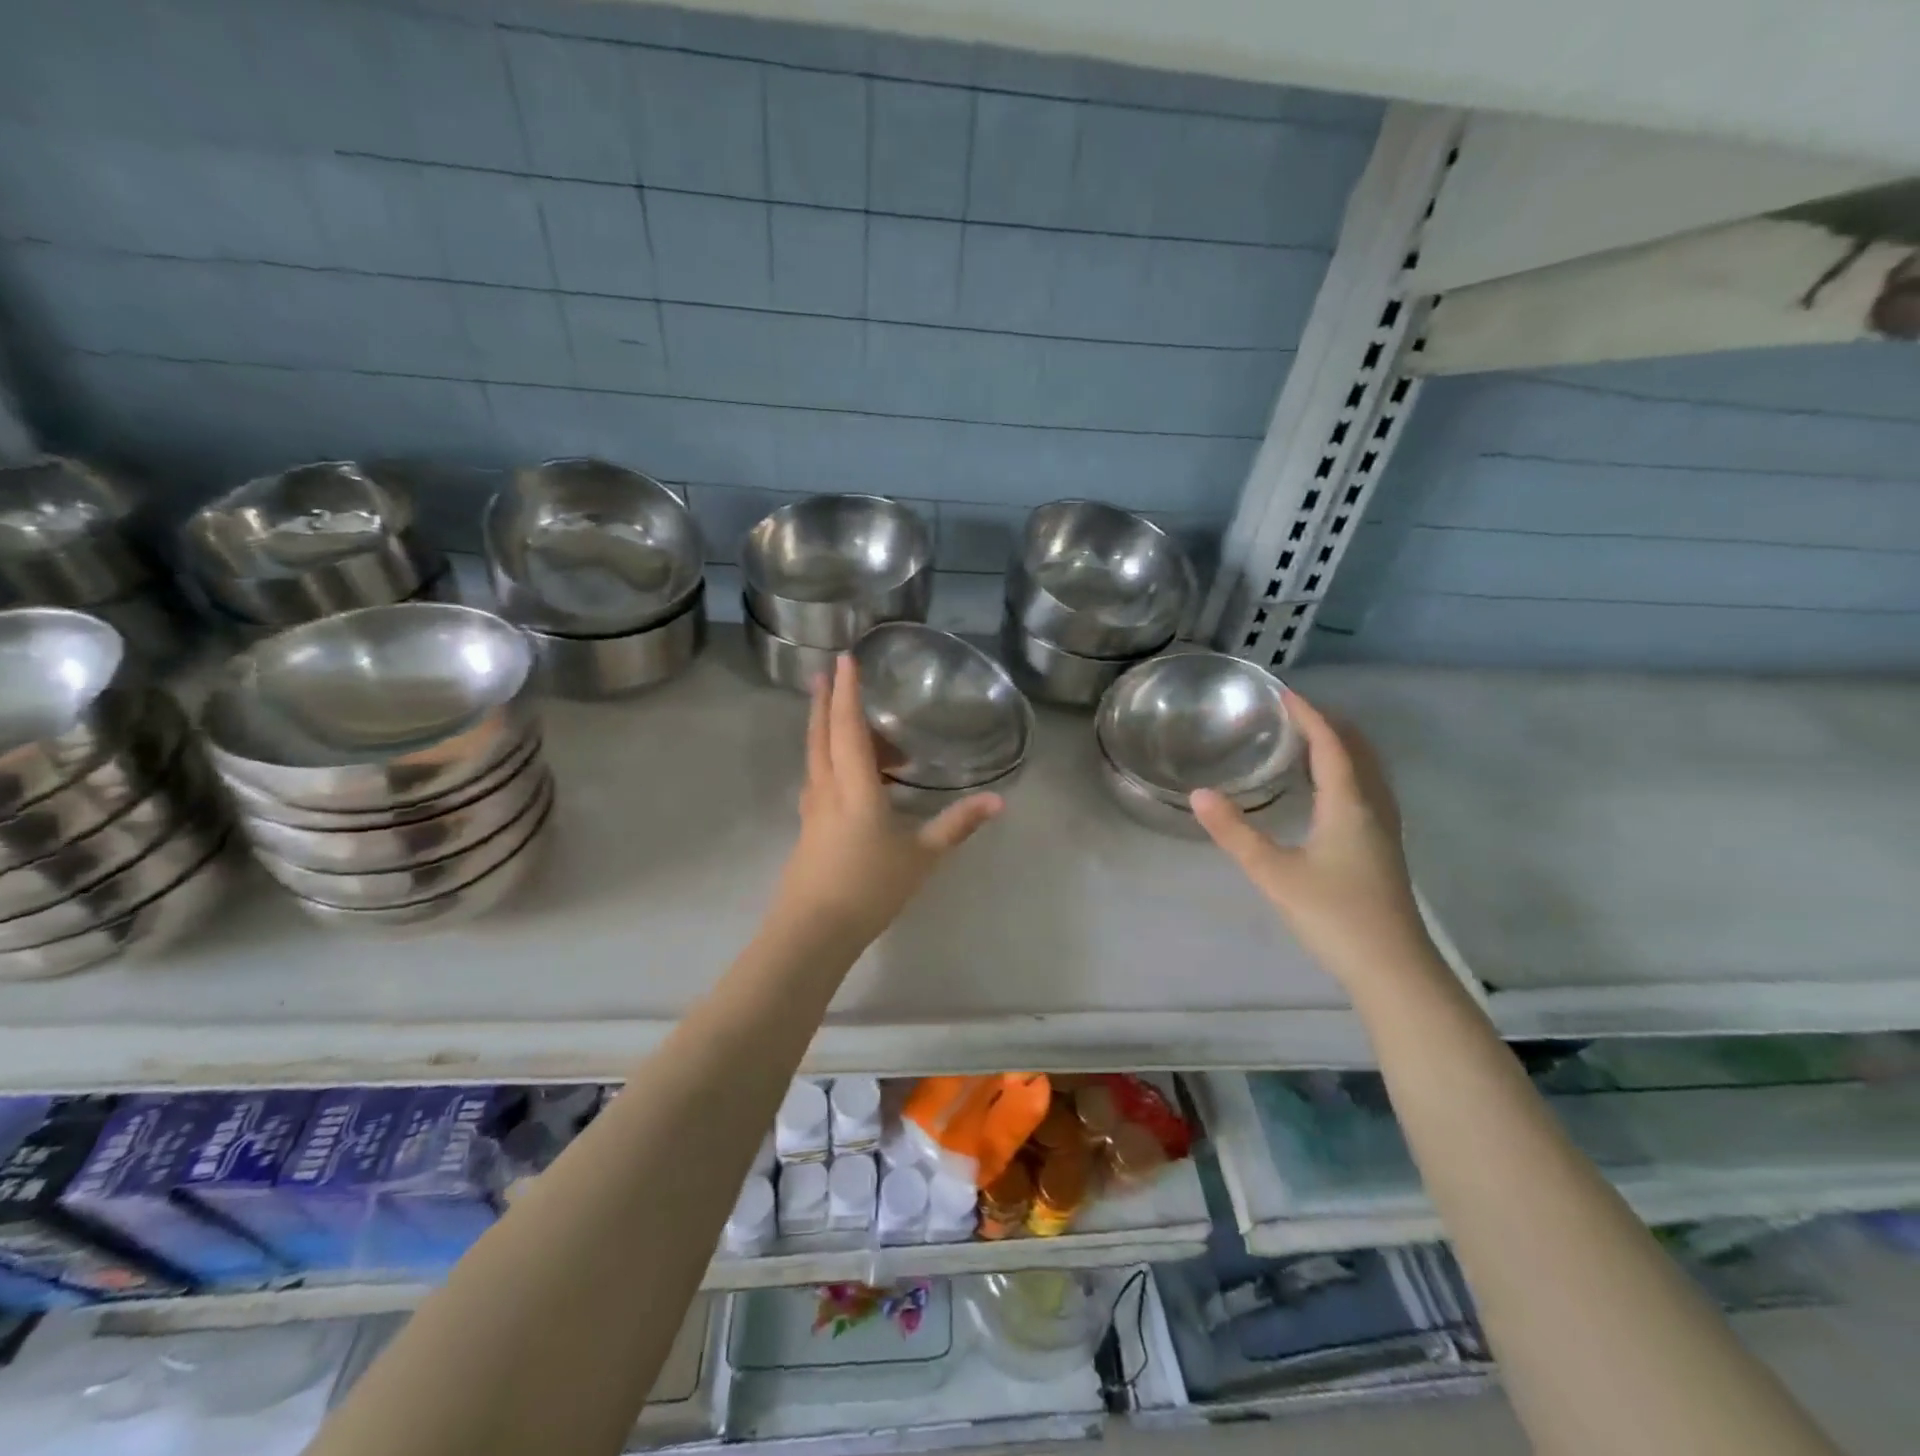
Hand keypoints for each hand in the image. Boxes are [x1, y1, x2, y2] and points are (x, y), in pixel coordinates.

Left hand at [770, 654, 1002, 946]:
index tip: (844, 659)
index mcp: (854, 787)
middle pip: (822, 734)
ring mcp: (813, 809)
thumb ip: (957, 824)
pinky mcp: (809, 827)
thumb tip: (998, 800)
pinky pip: (820, 778)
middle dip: (825, 700)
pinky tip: (847, 774)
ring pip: (817, 756)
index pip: (848, 727)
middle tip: (828, 672)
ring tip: (854, 724)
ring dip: (828, 730)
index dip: (847, 691)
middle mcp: (827, 788)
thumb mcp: (922, 855)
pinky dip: (831, 760)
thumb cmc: (870, 888)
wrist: (813, 931)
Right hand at [1191, 690, 1433, 984]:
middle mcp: (1373, 808)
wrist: (1392, 969)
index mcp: (1349, 805)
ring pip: (1368, 771)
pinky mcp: (1383, 849)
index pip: (1331, 744)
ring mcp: (1384, 829)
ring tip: (1309, 740)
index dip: (1309, 715)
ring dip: (1342, 747)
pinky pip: (1368, 790)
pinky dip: (1348, 771)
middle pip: (1358, 751)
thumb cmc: (1333, 916)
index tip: (1283, 693)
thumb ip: (1235, 833)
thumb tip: (1199, 793)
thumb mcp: (1274, 874)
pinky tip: (1328, 791)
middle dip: (1329, 724)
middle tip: (1292, 713)